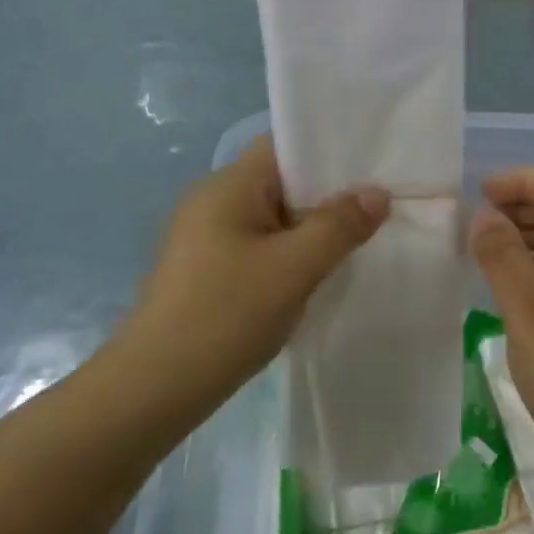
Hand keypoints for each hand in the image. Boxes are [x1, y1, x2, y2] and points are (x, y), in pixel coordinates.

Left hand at [110, 138, 389, 412]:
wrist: (156, 387)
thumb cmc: (227, 314)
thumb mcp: (294, 268)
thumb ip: (339, 226)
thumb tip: (377, 194)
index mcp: (227, 187)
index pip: (283, 146)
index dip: (328, 152)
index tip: (373, 169)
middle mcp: (213, 203)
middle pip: (282, 183)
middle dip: (328, 197)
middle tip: (378, 210)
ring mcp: (206, 239)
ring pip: (274, 220)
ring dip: (311, 231)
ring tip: (358, 243)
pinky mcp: (208, 272)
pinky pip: (260, 248)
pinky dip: (291, 255)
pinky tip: (318, 276)